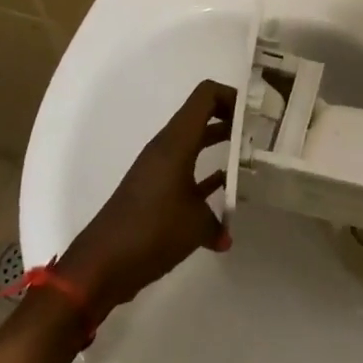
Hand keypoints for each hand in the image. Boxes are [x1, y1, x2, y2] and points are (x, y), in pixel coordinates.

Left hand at [60, 80, 234, 320]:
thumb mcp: (196, 224)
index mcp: (176, 143)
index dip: (233, 97)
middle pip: (202, 117)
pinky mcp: (154, 191)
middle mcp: (166, 149)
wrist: (101, 266)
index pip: (206, 96)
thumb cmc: (151, 232)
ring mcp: (158, 169)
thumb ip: (219, 221)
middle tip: (261, 134)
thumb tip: (227, 234)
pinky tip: (227, 198)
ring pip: (195, 144)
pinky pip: (187, 171)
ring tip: (251, 159)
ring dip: (220, 147)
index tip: (257, 116)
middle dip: (232, 121)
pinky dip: (206, 177)